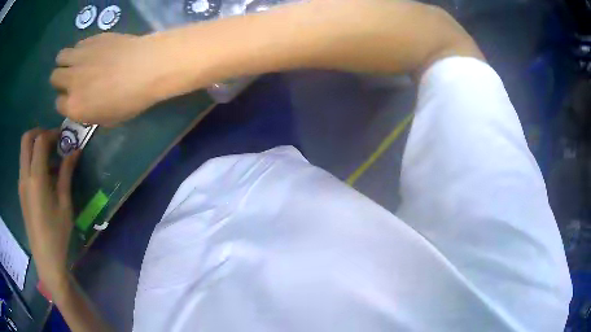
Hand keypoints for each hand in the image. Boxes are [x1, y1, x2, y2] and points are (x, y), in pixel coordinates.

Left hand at [18, 129, 80, 294]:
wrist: (45, 258)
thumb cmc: (57, 233)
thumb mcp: (65, 204)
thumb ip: (66, 174)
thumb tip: (74, 151)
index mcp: (36, 178)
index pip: (40, 140)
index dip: (52, 133)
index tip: (63, 137)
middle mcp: (25, 176)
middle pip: (27, 139)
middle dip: (39, 133)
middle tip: (53, 140)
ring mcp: (21, 184)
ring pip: (24, 151)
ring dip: (36, 147)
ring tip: (51, 159)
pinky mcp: (21, 192)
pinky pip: (25, 165)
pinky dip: (33, 160)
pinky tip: (45, 176)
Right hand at [50, 33, 172, 125]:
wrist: (147, 67)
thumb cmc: (130, 100)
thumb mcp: (109, 120)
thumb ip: (90, 114)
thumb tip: (86, 106)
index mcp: (74, 106)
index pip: (58, 104)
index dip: (66, 101)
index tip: (75, 97)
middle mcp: (71, 82)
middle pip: (54, 78)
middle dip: (61, 80)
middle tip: (74, 78)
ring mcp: (80, 58)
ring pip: (61, 57)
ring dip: (66, 61)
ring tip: (78, 62)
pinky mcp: (91, 39)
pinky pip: (78, 44)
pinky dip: (81, 48)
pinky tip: (93, 50)